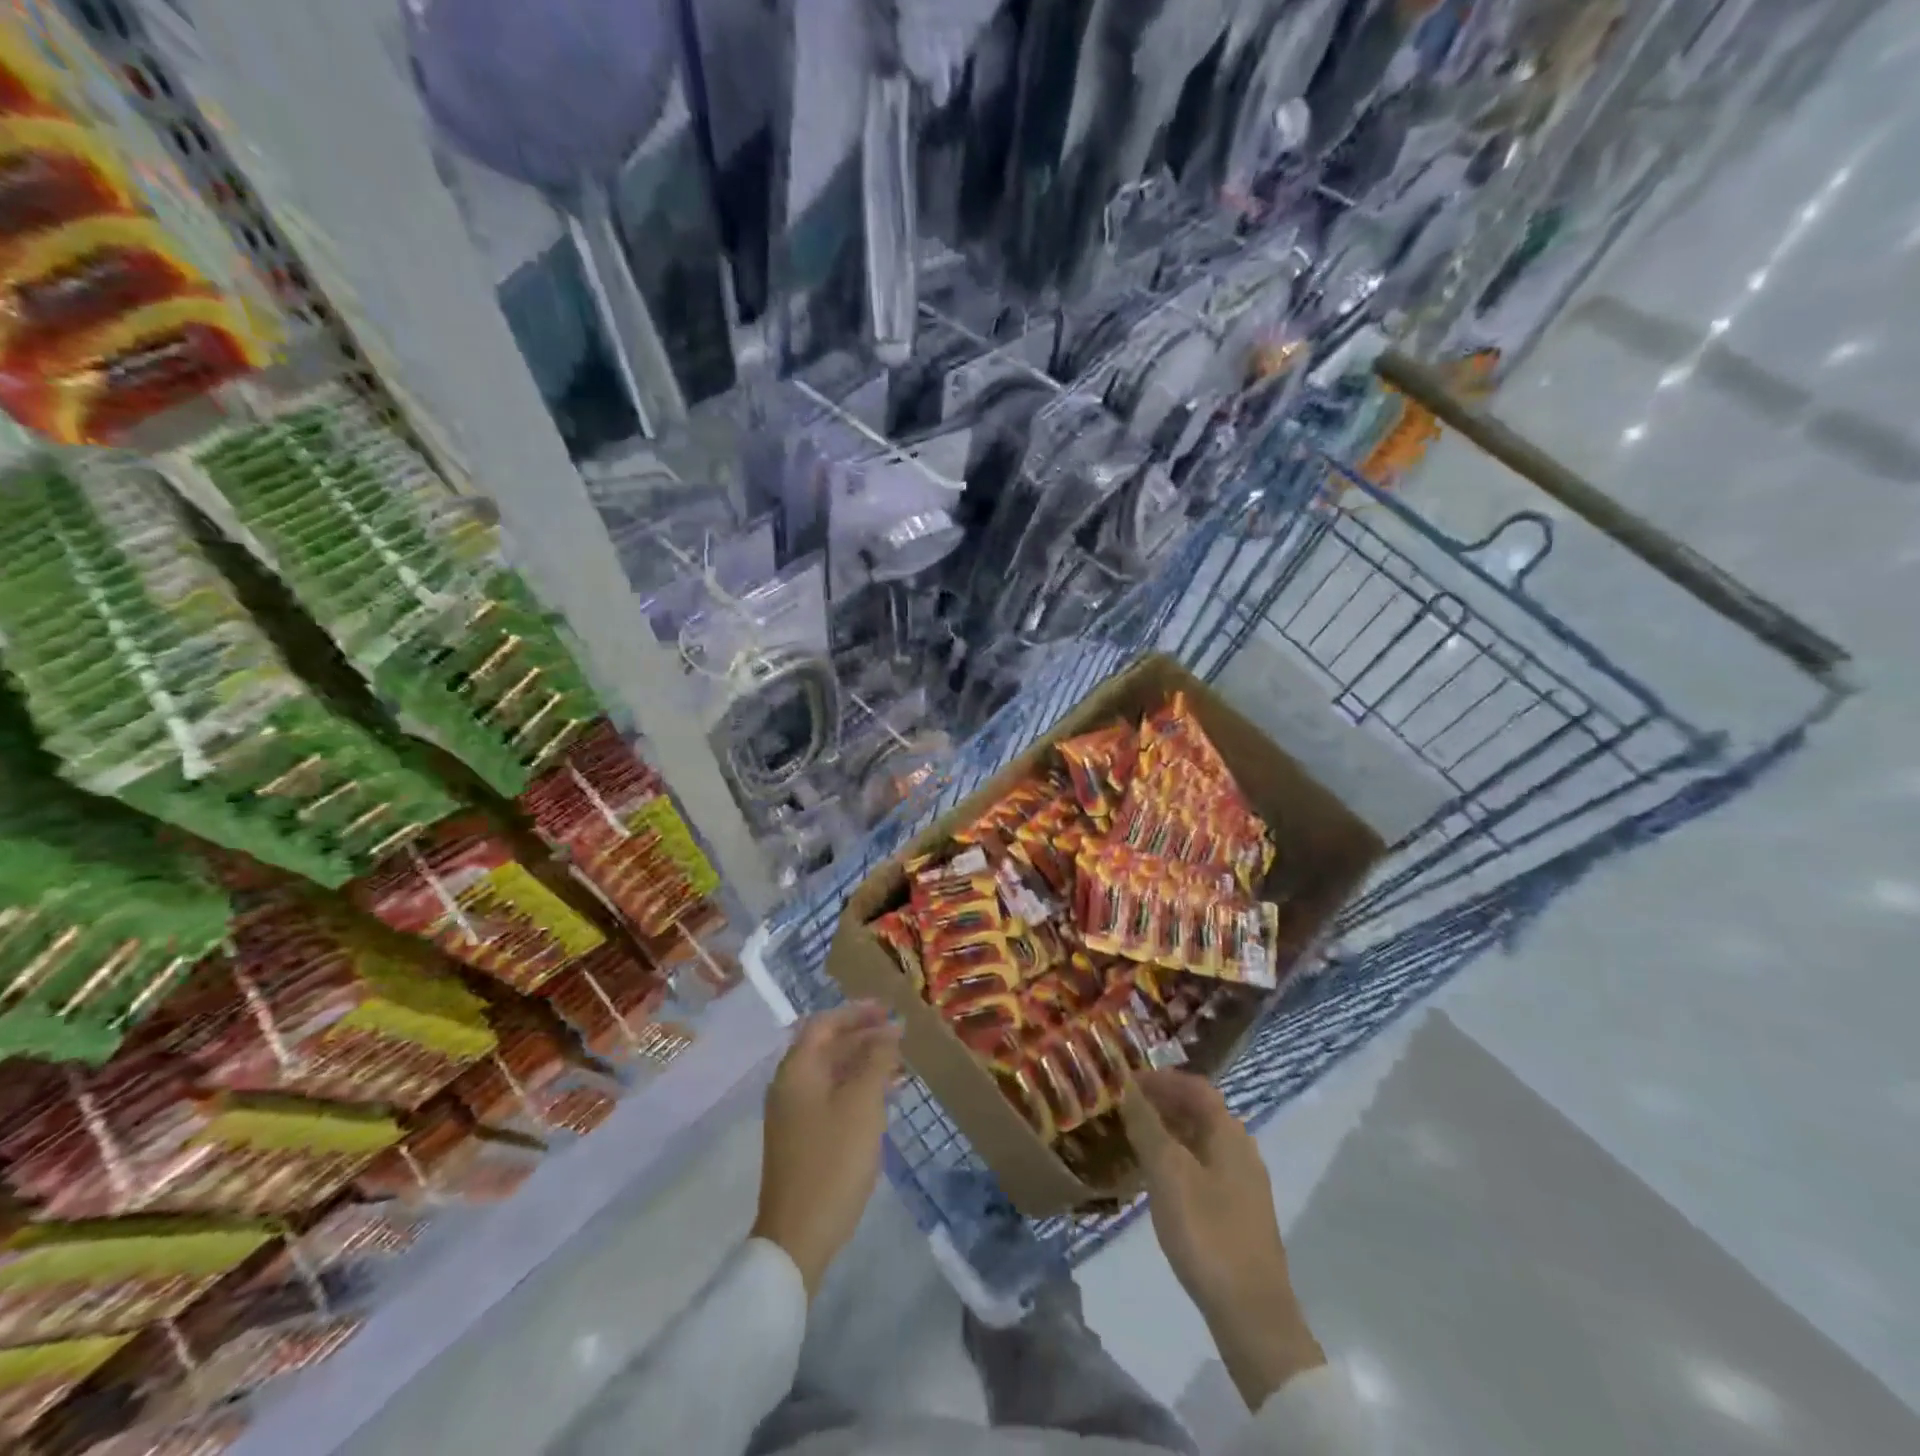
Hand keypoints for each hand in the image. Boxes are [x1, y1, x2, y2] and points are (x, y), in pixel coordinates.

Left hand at [752, 1002, 901, 1297]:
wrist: (799, 1235)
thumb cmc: (833, 1160)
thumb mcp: (862, 1104)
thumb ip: (876, 1060)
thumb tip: (890, 1030)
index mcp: (797, 1070)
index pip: (824, 1024)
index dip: (856, 1012)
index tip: (887, 1009)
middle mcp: (790, 1085)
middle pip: (827, 1046)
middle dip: (863, 1036)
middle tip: (899, 1033)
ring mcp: (794, 1114)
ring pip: (832, 1073)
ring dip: (863, 1063)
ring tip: (900, 1064)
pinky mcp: (804, 1139)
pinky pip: (833, 1097)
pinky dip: (858, 1088)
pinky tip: (885, 1098)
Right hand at [1122, 1071, 1323, 1408]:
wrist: (1252, 1315)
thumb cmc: (1207, 1233)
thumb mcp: (1168, 1173)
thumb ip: (1147, 1126)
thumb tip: (1127, 1086)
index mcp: (1229, 1133)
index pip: (1194, 1086)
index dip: (1161, 1078)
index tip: (1126, 1080)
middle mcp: (1240, 1149)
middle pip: (1198, 1111)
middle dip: (1161, 1103)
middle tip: (1122, 1106)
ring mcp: (1242, 1183)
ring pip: (1199, 1141)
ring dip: (1167, 1132)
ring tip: (1130, 1137)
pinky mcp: (1237, 1212)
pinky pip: (1202, 1167)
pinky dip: (1176, 1159)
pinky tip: (1153, 1178)